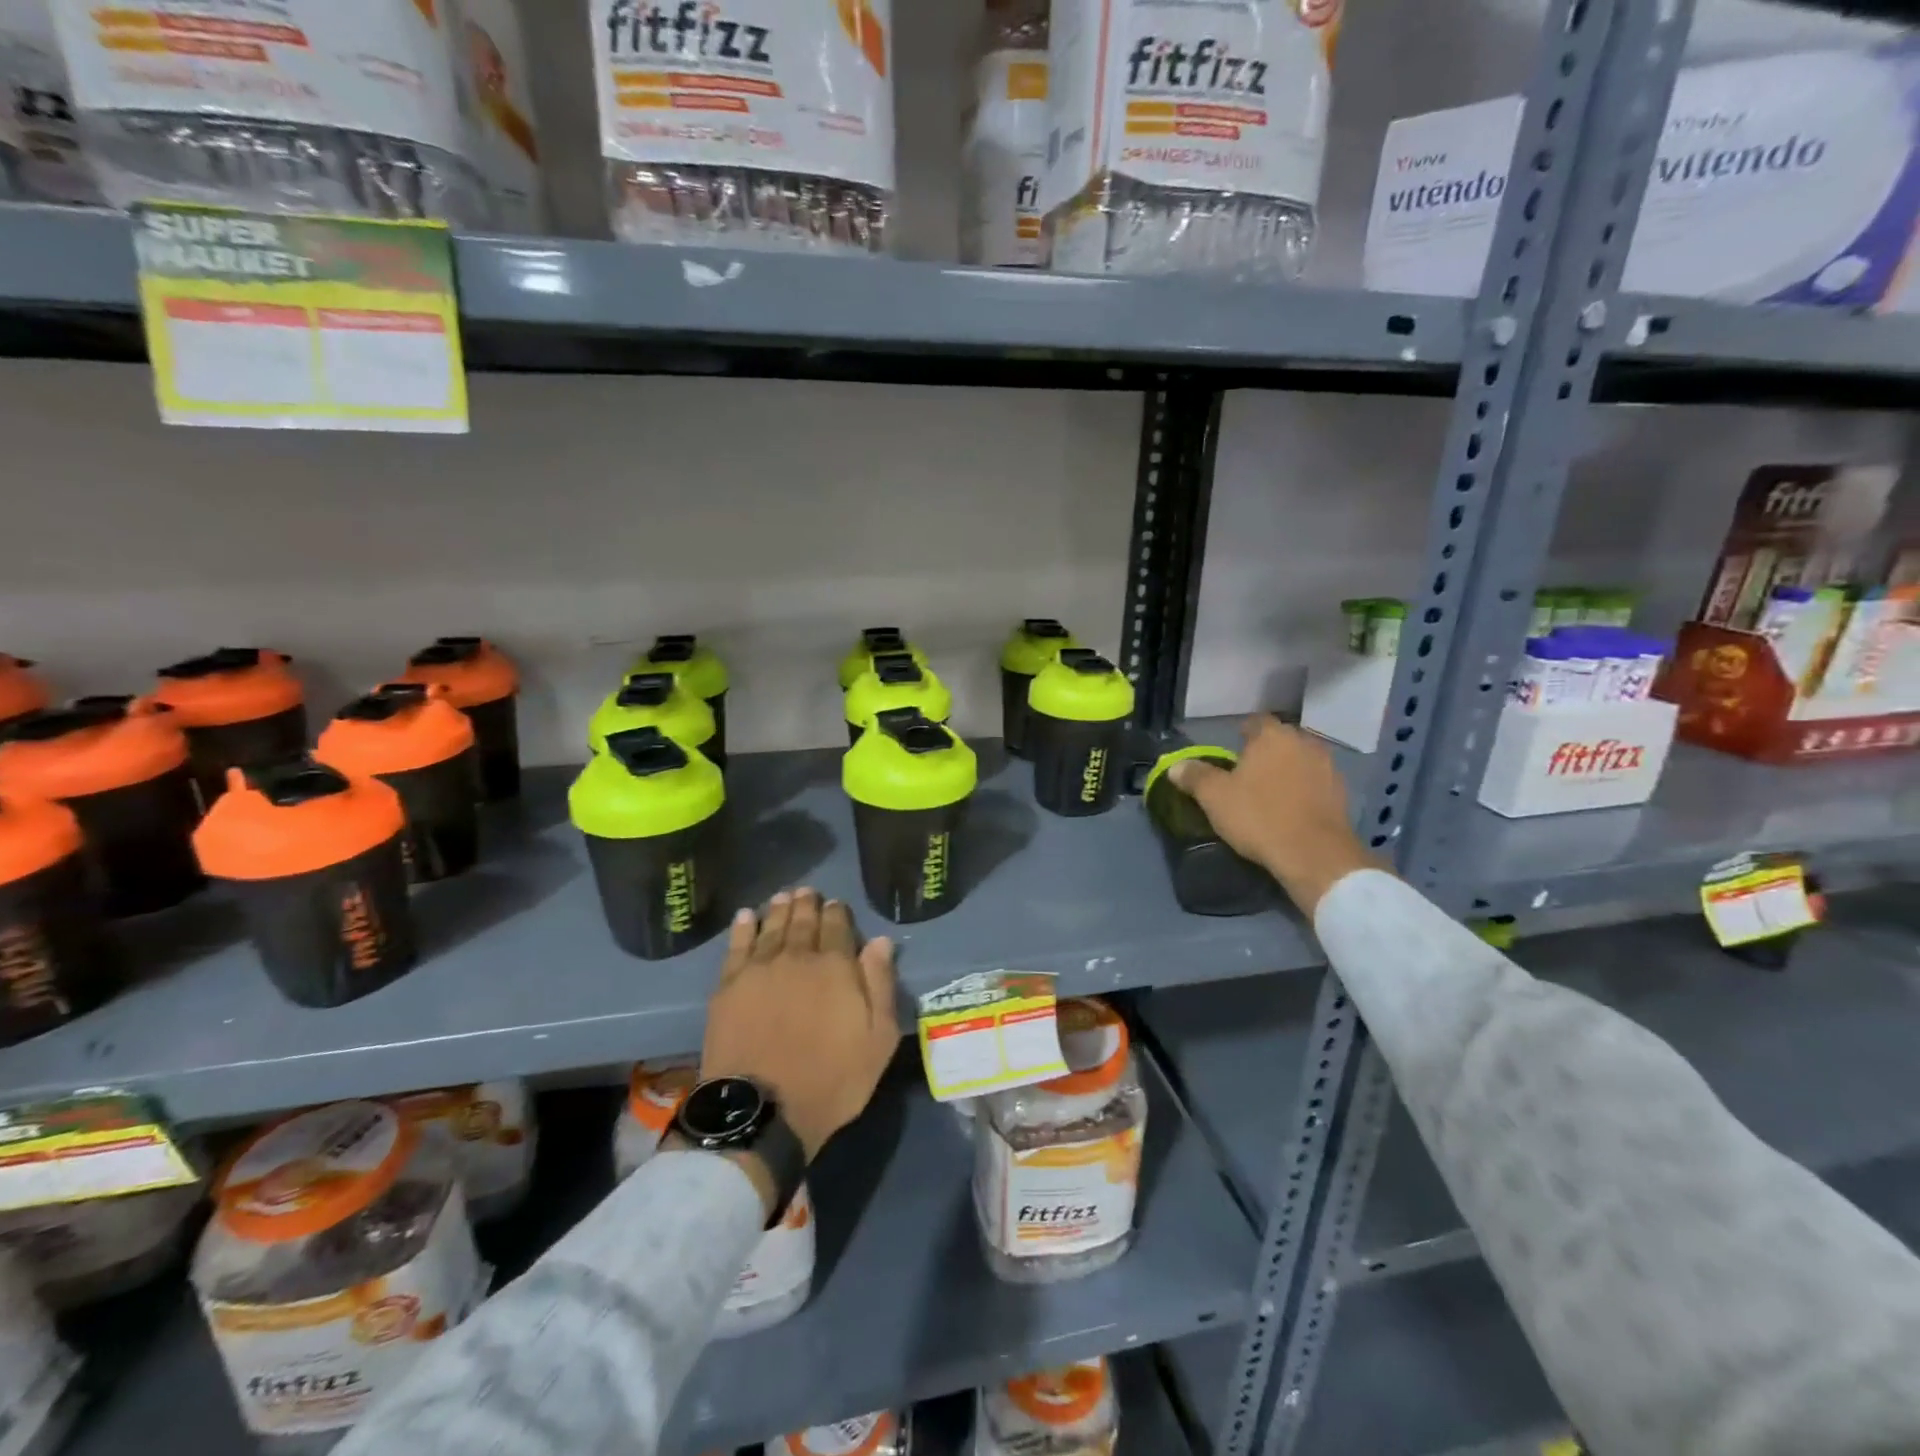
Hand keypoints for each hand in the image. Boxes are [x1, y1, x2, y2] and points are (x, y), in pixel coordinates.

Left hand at [701, 889, 898, 1166]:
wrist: (763, 1110)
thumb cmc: (832, 1079)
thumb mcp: (878, 1039)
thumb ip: (880, 985)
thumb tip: (881, 942)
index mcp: (836, 967)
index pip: (838, 927)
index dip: (837, 913)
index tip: (836, 904)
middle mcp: (797, 957)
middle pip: (803, 922)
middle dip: (807, 904)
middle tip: (808, 892)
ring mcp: (759, 970)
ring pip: (772, 928)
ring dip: (779, 909)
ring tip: (784, 896)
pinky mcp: (728, 987)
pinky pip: (737, 947)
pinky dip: (743, 928)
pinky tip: (746, 917)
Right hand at [1169, 716, 1382, 916]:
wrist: (1314, 854)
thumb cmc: (1259, 816)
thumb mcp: (1214, 797)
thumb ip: (1194, 776)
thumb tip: (1176, 766)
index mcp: (1272, 736)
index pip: (1255, 722)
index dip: (1242, 734)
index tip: (1231, 753)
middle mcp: (1304, 743)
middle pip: (1280, 740)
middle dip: (1265, 752)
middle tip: (1247, 774)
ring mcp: (1328, 767)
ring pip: (1300, 761)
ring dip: (1287, 771)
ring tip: (1270, 793)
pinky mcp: (1342, 793)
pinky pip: (1316, 783)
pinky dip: (1304, 790)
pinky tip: (1292, 809)